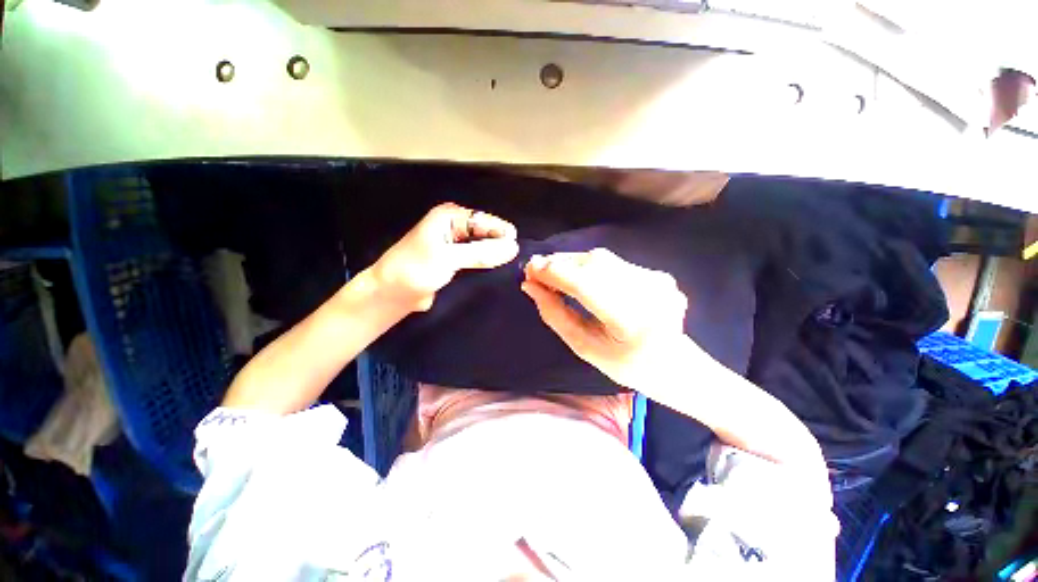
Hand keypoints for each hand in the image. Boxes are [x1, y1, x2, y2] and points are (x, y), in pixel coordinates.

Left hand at [372, 203, 518, 311]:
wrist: (392, 293)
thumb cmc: (415, 270)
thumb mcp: (447, 258)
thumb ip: (480, 253)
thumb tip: (512, 247)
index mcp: (448, 218)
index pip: (482, 220)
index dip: (500, 231)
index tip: (517, 244)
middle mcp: (453, 227)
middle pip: (484, 232)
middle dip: (499, 242)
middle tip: (517, 257)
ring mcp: (455, 245)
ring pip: (481, 246)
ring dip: (494, 254)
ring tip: (513, 263)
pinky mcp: (456, 261)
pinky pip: (476, 259)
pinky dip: (486, 263)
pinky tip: (498, 269)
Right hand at [521, 248, 690, 389]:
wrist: (675, 365)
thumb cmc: (625, 365)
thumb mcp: (583, 347)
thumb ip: (555, 315)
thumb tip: (530, 286)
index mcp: (631, 321)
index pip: (584, 284)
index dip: (553, 273)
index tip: (528, 270)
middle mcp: (648, 293)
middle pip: (593, 265)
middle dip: (559, 264)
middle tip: (536, 271)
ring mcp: (657, 280)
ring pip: (602, 259)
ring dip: (572, 263)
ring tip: (553, 273)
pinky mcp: (658, 273)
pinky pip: (613, 262)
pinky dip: (590, 266)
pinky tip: (580, 276)